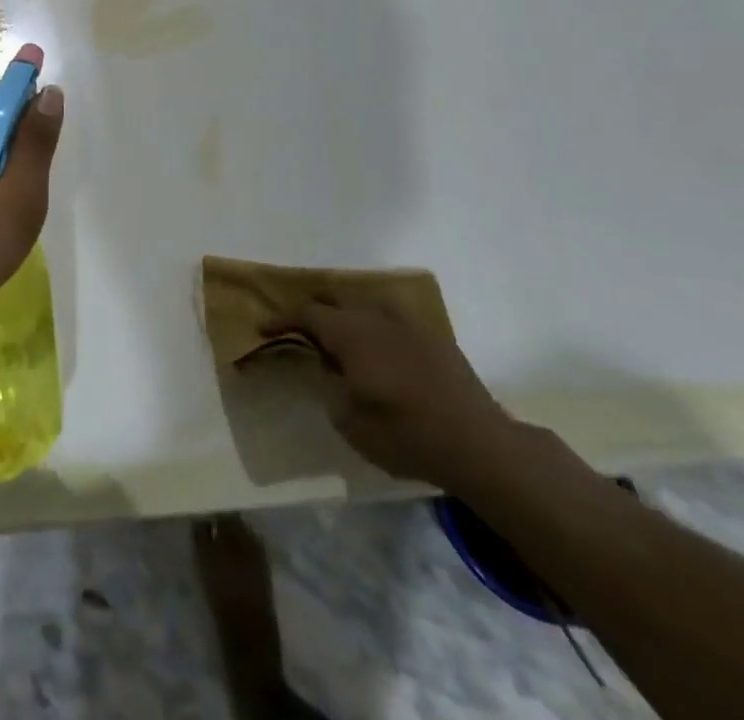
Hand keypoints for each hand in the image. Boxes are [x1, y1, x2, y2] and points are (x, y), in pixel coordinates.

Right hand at [283, 298, 516, 493]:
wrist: (479, 444)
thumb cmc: (406, 435)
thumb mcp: (350, 422)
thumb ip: (330, 386)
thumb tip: (329, 367)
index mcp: (350, 333)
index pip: (306, 314)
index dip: (282, 319)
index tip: (264, 328)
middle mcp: (375, 316)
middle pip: (334, 299)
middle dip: (313, 311)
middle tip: (300, 331)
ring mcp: (408, 322)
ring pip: (365, 303)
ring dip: (345, 314)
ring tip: (339, 336)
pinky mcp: (433, 335)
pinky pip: (391, 316)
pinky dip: (374, 324)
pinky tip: (378, 346)